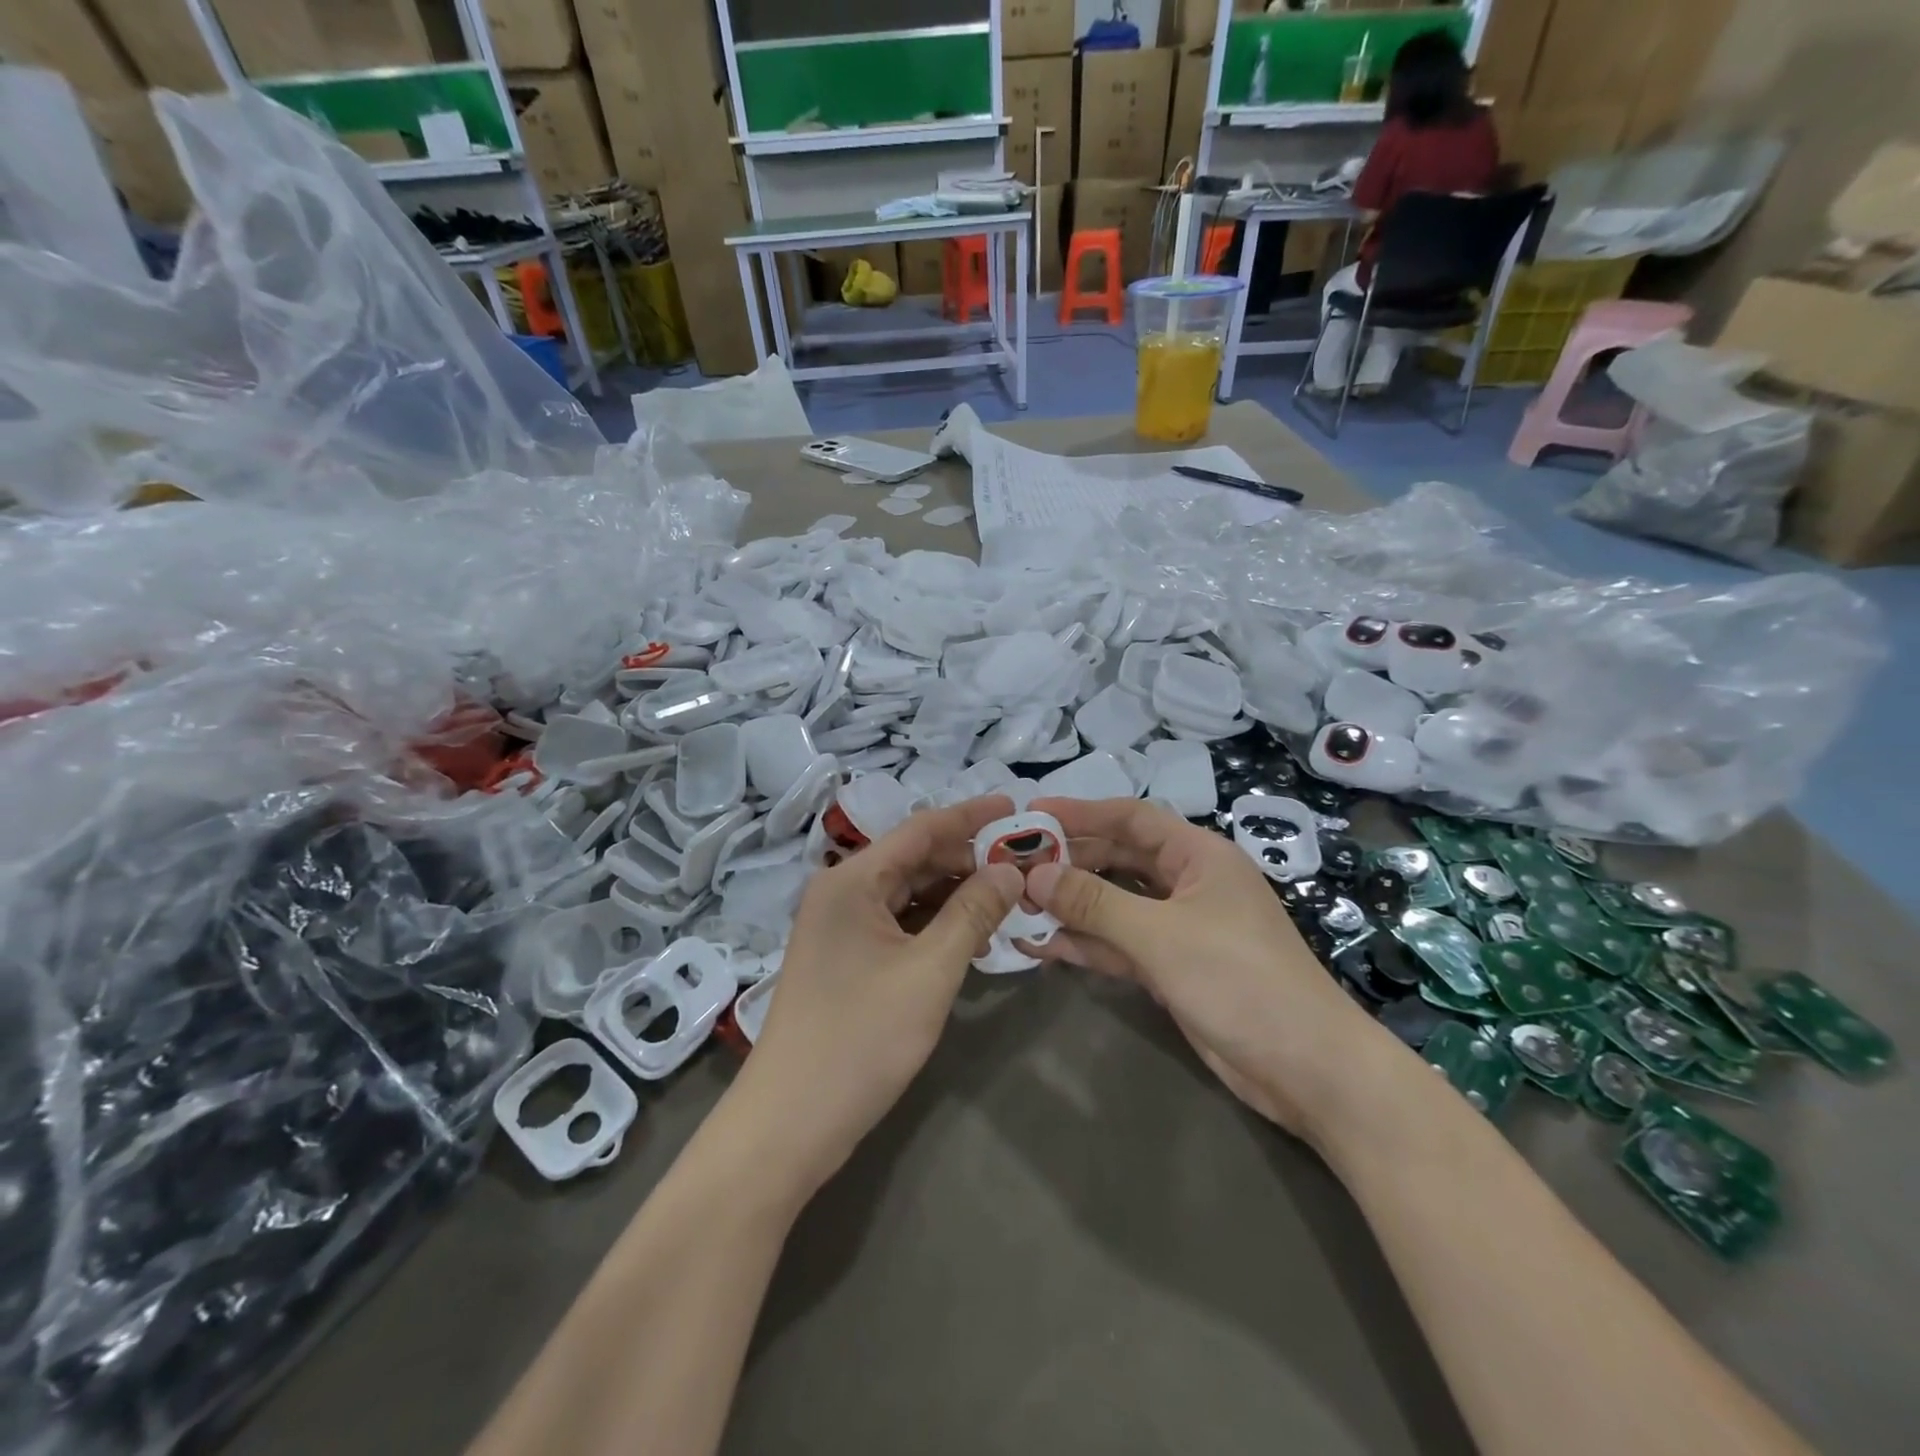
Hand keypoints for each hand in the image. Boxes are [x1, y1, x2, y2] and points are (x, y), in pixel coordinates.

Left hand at [737, 795, 1022, 1192]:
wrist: (788, 1123)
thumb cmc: (860, 1039)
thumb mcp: (929, 972)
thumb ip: (973, 914)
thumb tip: (1011, 870)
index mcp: (852, 880)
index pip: (921, 829)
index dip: (970, 816)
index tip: (1016, 806)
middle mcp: (841, 892)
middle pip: (914, 858)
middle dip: (968, 858)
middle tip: (1024, 864)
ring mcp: (840, 926)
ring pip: (907, 892)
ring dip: (954, 892)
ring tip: (1008, 896)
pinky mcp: (845, 958)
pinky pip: (897, 922)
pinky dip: (934, 922)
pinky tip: (971, 931)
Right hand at [1021, 796, 1388, 1138]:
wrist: (1306, 1068)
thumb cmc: (1239, 978)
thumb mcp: (1160, 934)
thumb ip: (1094, 902)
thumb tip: (1035, 874)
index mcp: (1198, 856)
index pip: (1130, 818)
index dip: (1080, 812)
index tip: (1031, 814)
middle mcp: (1188, 883)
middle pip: (1118, 860)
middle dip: (1068, 862)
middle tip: (1013, 867)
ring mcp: (1180, 927)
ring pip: (1115, 904)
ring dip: (1071, 905)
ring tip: (1016, 906)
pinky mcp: (1173, 967)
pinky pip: (1120, 944)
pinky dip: (1086, 943)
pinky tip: (1043, 946)